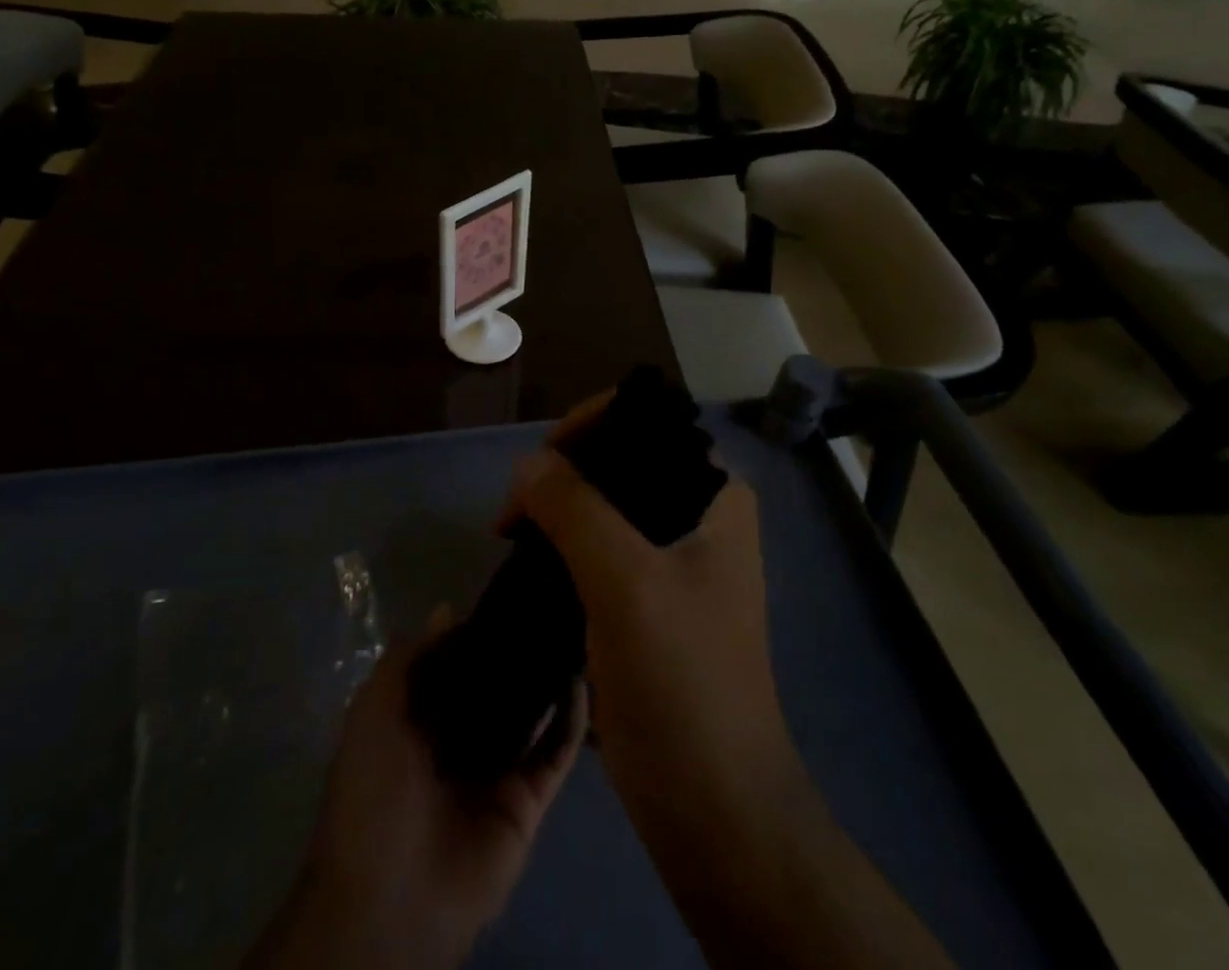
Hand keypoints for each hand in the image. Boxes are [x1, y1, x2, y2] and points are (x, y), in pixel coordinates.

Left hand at [245, 612, 586, 969]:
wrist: (390, 902)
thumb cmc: (373, 794)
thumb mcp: (374, 712)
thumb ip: (409, 659)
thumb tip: (449, 610)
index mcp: (418, 722)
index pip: (453, 666)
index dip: (475, 633)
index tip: (504, 596)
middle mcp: (459, 742)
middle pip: (495, 688)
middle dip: (516, 654)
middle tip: (546, 608)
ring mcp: (496, 772)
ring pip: (531, 716)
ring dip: (549, 680)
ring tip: (572, 631)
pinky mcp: (527, 802)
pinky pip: (555, 754)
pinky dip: (571, 720)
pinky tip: (580, 680)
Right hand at [500, 395, 956, 969]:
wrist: (712, 806)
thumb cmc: (681, 681)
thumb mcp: (625, 581)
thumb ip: (574, 508)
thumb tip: (528, 464)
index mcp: (715, 495)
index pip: (648, 423)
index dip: (589, 425)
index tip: (539, 461)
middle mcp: (699, 516)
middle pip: (620, 463)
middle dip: (563, 475)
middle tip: (515, 511)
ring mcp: (675, 561)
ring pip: (604, 508)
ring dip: (556, 515)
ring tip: (513, 537)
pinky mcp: (649, 601)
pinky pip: (598, 551)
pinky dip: (562, 550)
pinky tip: (528, 566)